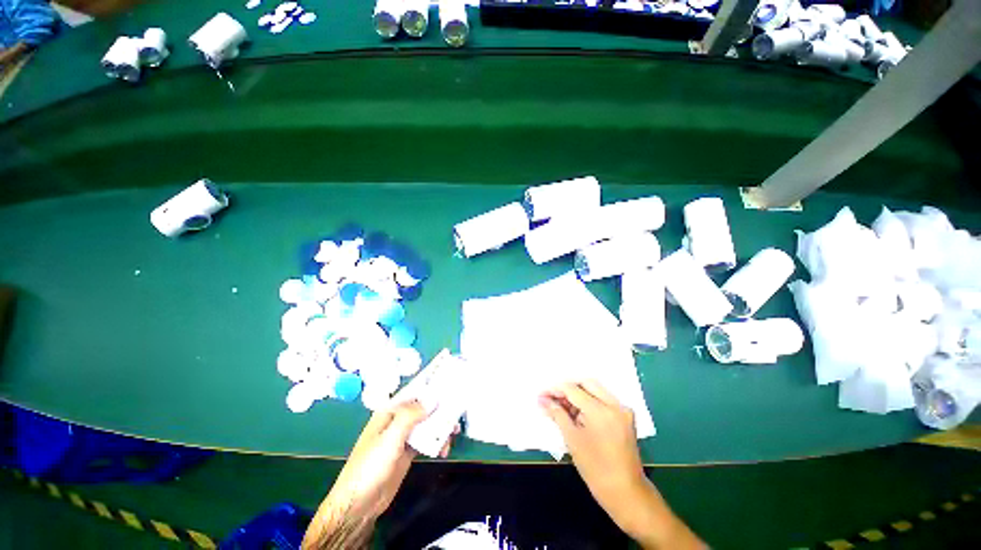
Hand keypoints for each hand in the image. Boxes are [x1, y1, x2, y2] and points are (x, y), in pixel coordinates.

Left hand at [304, 401, 458, 548]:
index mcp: (389, 411)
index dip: (431, 389)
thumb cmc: (370, 466)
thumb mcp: (390, 438)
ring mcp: (403, 436)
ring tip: (453, 435)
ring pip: (427, 424)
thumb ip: (411, 416)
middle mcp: (398, 420)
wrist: (360, 504)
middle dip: (440, 410)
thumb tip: (433, 398)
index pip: (414, 393)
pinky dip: (437, 442)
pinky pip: (427, 440)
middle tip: (457, 415)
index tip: (451, 387)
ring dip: (441, 427)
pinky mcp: (409, 451)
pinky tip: (443, 450)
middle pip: (423, 408)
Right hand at [540, 381, 702, 549]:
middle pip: (586, 383)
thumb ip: (557, 414)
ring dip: (578, 394)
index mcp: (601, 411)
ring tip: (562, 405)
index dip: (555, 390)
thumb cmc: (595, 469)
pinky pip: (604, 399)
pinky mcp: (625, 416)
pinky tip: (576, 411)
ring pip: (596, 389)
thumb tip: (543, 400)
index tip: (541, 395)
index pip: (573, 390)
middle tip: (553, 398)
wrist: (626, 492)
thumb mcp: (572, 440)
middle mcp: (615, 404)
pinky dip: (589, 401)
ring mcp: (622, 409)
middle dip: (567, 388)